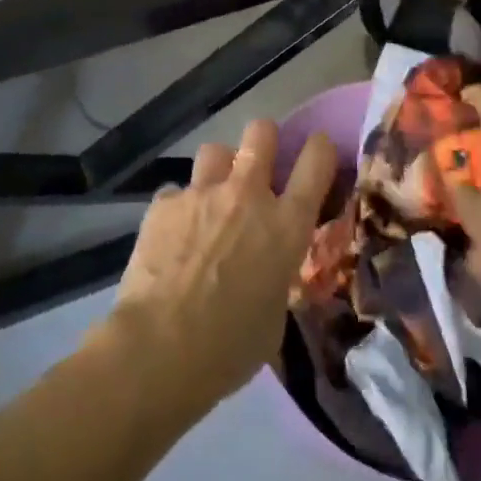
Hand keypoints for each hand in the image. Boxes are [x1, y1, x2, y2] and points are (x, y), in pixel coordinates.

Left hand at [102, 120, 335, 416]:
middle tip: (258, 164)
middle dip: (263, 140)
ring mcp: (203, 192)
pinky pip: (177, 191)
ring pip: (216, 150)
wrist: (160, 348)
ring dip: (219, 170)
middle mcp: (248, 195)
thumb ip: (276, 276)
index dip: (320, 148)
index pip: (317, 161)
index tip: (317, 149)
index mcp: (286, 225)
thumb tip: (267, 270)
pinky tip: (171, 235)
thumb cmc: (229, 348)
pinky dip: (178, 208)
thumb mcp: (274, 316)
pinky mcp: (164, 202)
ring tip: (211, 198)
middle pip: (261, 132)